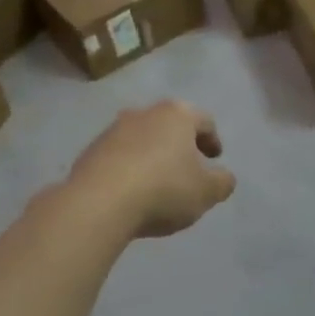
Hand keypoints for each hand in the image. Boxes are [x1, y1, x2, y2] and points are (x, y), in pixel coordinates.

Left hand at [69, 102, 236, 238]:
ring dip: (153, 155)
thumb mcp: (206, 192)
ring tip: (158, 182)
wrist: (98, 202)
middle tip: (189, 167)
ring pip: (142, 139)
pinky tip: (132, 191)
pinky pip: (119, 156)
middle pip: (169, 125)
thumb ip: (222, 182)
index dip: (212, 139)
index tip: (215, 158)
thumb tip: (224, 177)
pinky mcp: (90, 151)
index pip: (203, 120)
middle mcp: (143, 113)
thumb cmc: (163, 189)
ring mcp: (113, 130)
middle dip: (180, 144)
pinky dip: (130, 168)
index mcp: (176, 115)